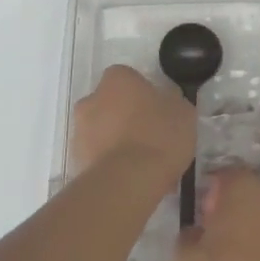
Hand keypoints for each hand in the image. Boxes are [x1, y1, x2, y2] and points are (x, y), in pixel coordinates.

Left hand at [70, 64, 196, 182]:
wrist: (129, 181)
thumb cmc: (158, 134)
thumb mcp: (182, 111)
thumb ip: (171, 101)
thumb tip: (166, 103)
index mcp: (117, 78)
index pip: (129, 79)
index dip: (144, 95)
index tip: (158, 112)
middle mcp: (91, 99)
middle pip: (110, 104)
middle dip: (125, 118)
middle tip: (150, 136)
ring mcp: (80, 132)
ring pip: (102, 132)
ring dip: (117, 142)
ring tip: (142, 165)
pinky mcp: (76, 162)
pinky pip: (98, 158)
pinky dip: (111, 165)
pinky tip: (132, 180)